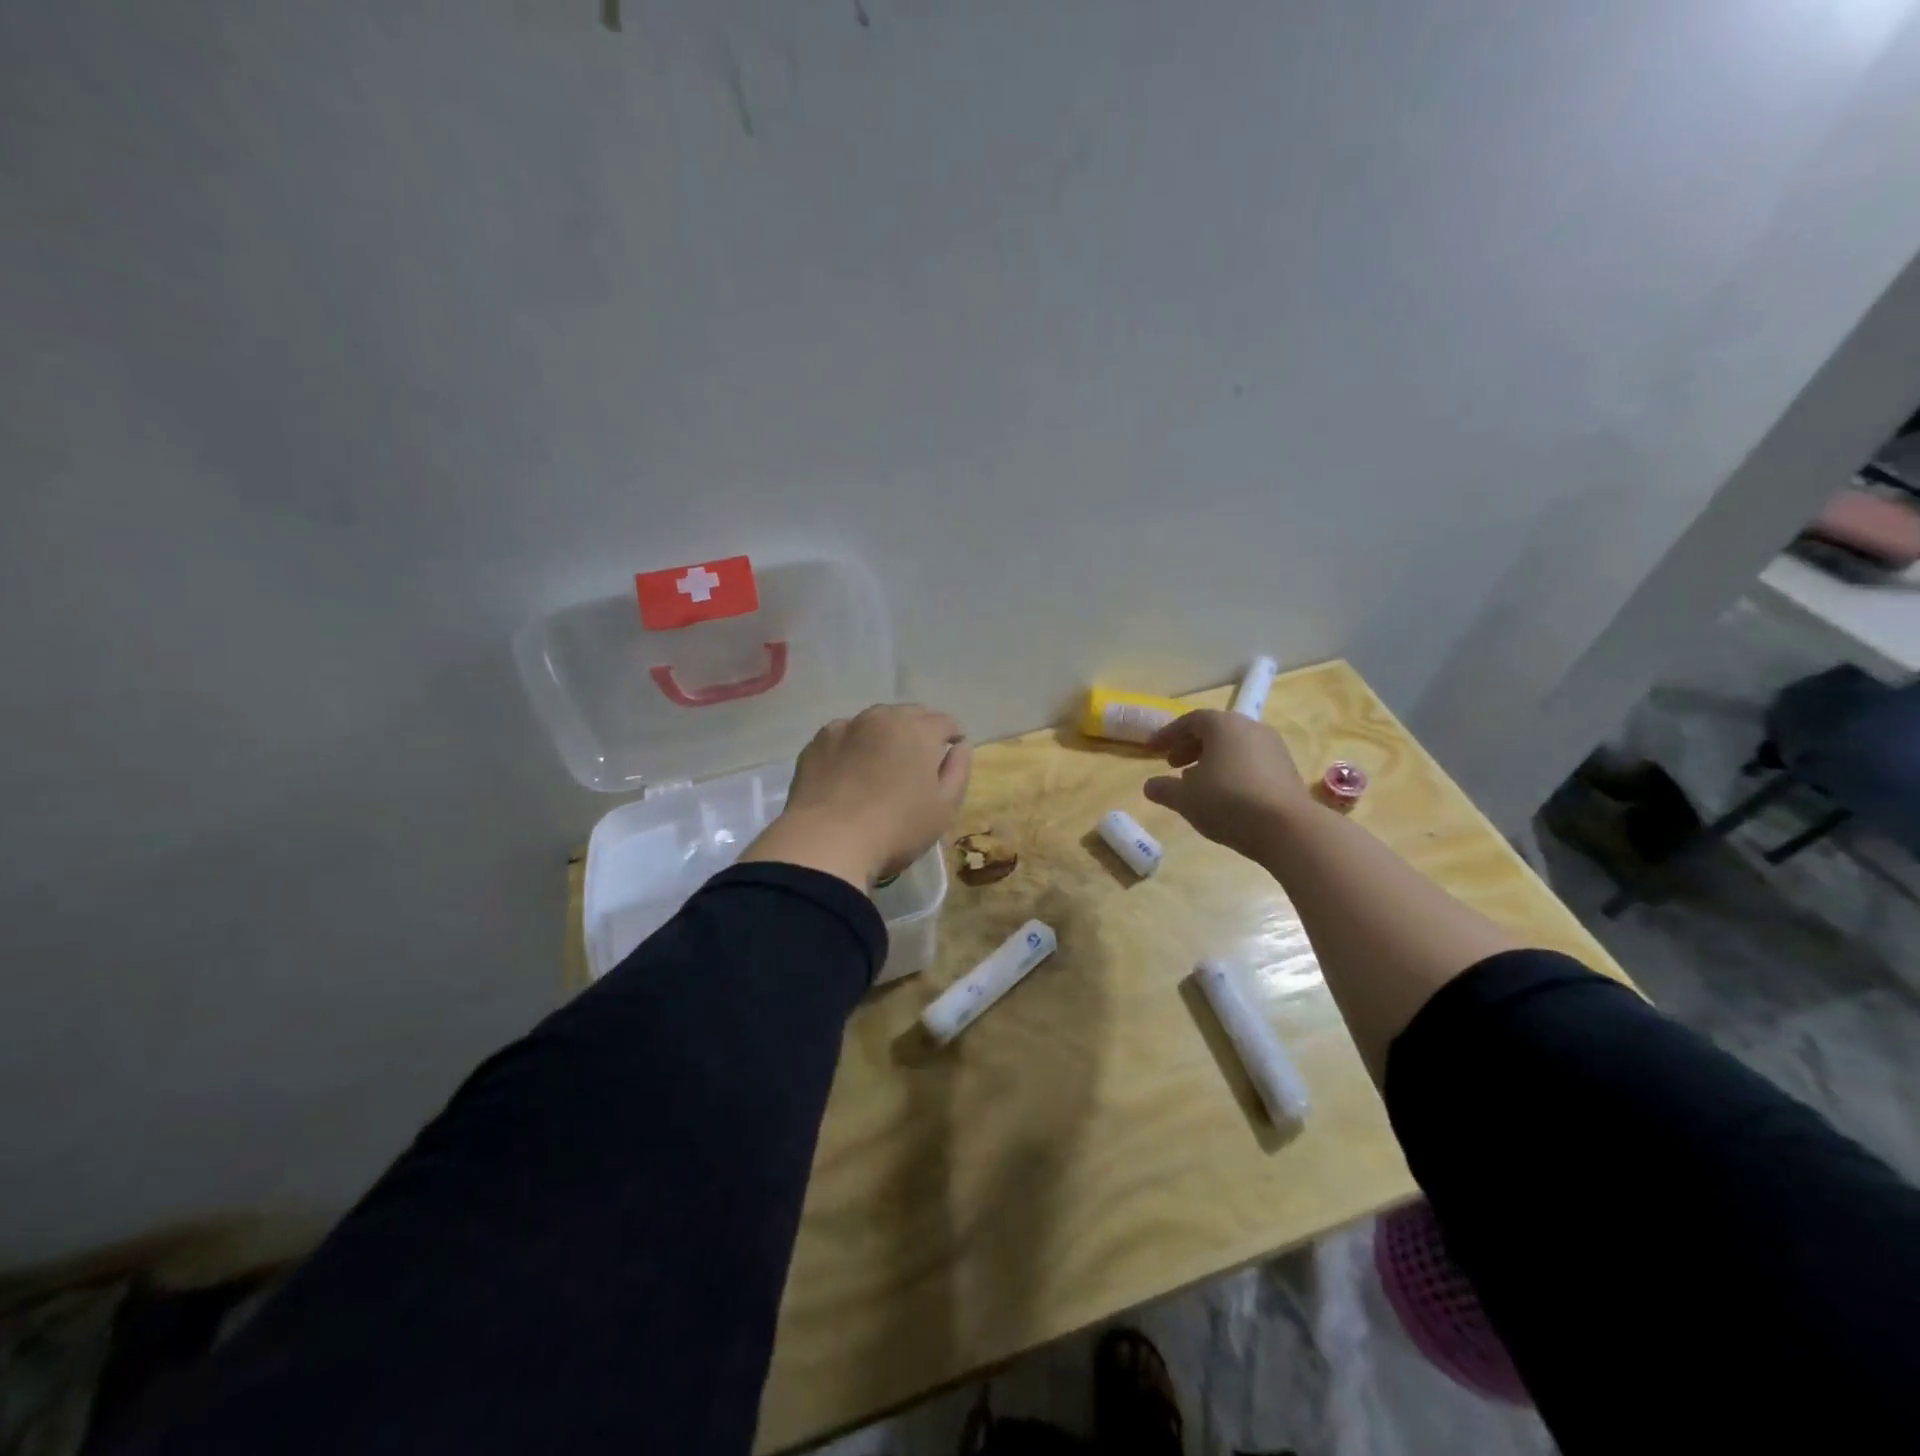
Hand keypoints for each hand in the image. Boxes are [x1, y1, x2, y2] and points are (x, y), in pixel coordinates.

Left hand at [740, 704, 972, 888]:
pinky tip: (849, 774)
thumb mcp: (945, 807)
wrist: (827, 841)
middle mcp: (883, 716)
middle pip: (910, 716)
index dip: (951, 740)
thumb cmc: (897, 827)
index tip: (947, 762)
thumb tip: (960, 745)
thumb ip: (959, 769)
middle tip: (915, 767)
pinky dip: (852, 748)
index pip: (945, 722)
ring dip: (884, 738)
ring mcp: (846, 726)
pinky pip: (844, 737)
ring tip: (880, 769)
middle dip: (918, 734)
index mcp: (919, 729)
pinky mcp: (816, 743)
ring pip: (875, 723)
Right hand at [1142, 709, 1311, 860]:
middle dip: (1190, 747)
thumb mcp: (1185, 799)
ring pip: (1234, 746)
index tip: (1152, 749)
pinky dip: (1232, 770)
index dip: (1168, 734)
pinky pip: (1251, 761)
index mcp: (1223, 725)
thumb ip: (1163, 789)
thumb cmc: (1228, 802)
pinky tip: (1224, 795)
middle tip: (1172, 765)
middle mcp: (1250, 728)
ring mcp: (1273, 747)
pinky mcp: (1287, 769)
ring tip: (1197, 783)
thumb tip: (1149, 786)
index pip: (1190, 720)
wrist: (1288, 828)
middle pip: (1214, 731)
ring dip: (1211, 760)